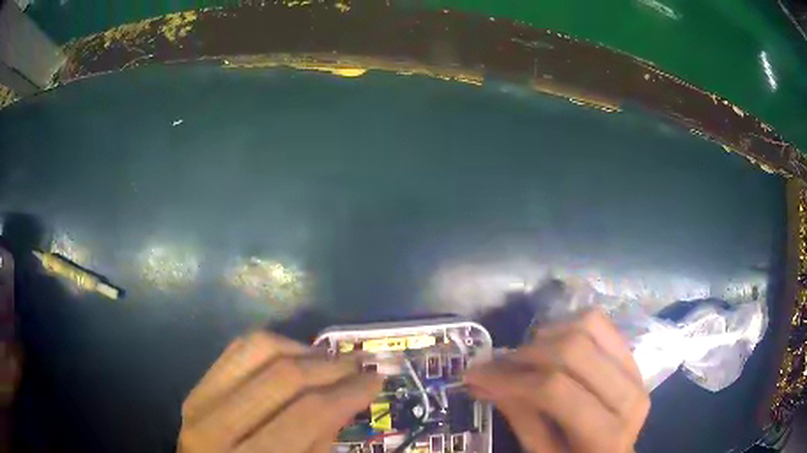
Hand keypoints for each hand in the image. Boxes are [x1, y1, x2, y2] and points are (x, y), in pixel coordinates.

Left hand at [178, 332, 381, 452]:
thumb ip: (321, 440)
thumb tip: (348, 395)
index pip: (308, 415)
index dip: (349, 393)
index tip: (377, 379)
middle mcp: (217, 428)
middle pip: (283, 377)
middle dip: (331, 367)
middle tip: (360, 364)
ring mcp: (199, 401)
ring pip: (257, 349)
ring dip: (303, 349)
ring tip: (330, 359)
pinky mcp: (196, 387)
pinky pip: (236, 348)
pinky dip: (273, 345)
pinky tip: (295, 355)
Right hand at [465, 310, 649, 452]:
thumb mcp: (542, 452)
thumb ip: (519, 415)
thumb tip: (482, 378)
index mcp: (605, 434)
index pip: (555, 389)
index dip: (511, 378)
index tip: (475, 375)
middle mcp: (629, 394)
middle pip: (573, 350)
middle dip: (525, 354)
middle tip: (495, 365)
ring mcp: (636, 369)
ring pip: (588, 326)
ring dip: (546, 336)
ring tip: (524, 357)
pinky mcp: (632, 356)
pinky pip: (600, 323)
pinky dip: (568, 325)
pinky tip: (551, 344)